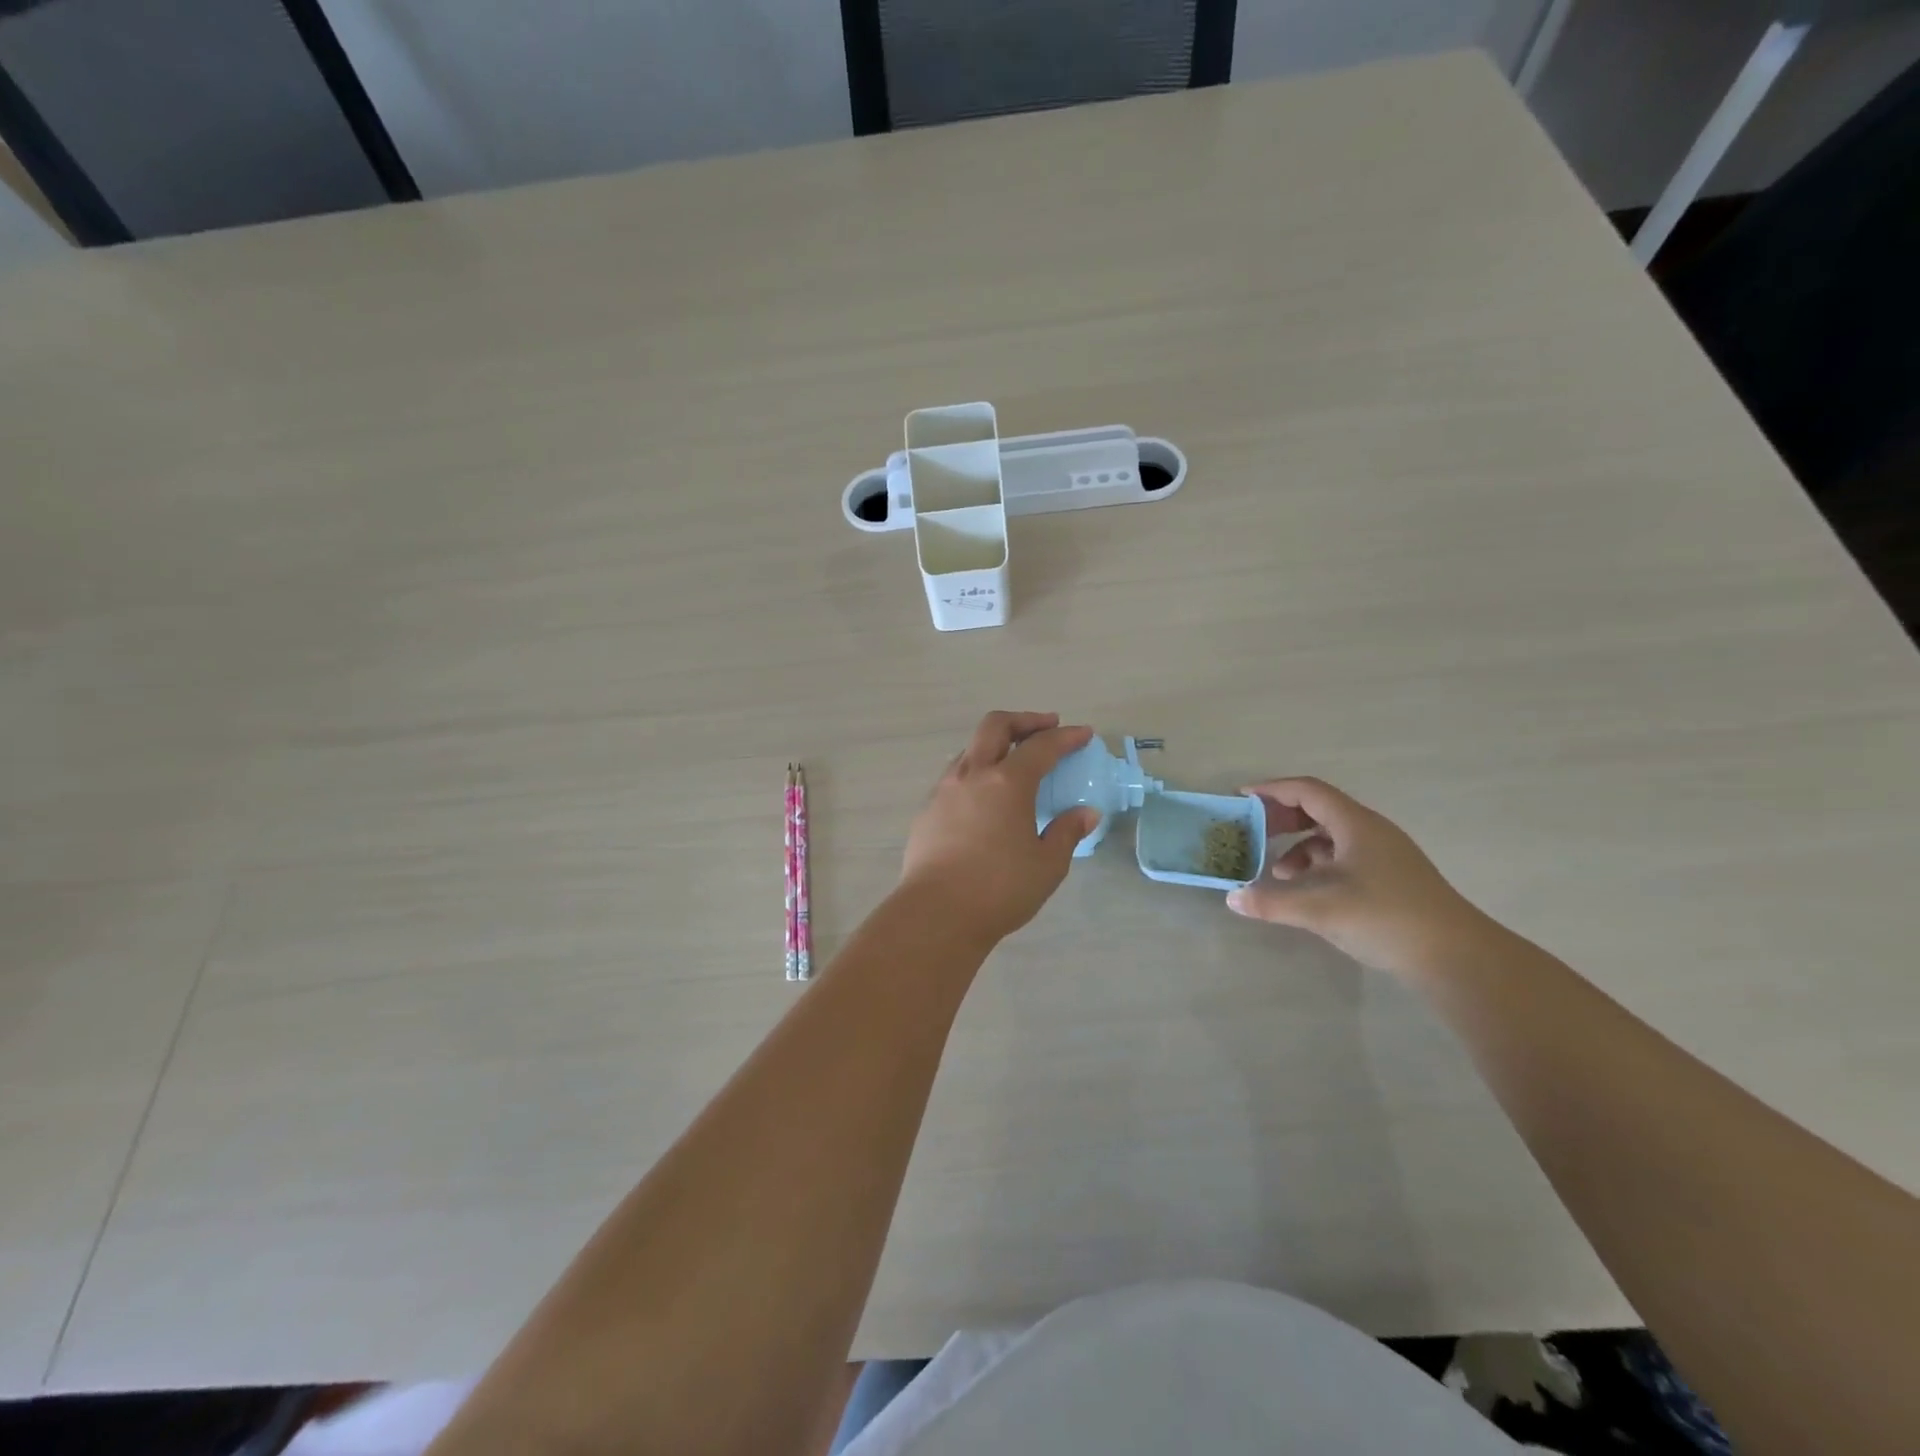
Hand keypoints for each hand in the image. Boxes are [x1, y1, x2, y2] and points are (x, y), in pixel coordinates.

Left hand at [899, 712, 1100, 945]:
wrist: (936, 913)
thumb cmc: (1000, 888)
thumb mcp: (1047, 865)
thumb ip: (1067, 832)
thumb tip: (1085, 813)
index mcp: (1007, 782)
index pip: (1041, 746)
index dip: (1065, 737)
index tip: (1083, 734)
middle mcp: (972, 775)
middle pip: (995, 726)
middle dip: (1024, 720)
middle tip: (1046, 727)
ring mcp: (944, 790)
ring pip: (970, 749)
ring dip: (995, 744)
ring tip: (1013, 761)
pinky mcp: (927, 810)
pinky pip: (954, 776)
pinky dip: (975, 772)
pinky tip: (984, 797)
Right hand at [1226, 776, 1486, 978]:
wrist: (1456, 957)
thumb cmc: (1385, 918)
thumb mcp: (1321, 909)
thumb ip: (1272, 903)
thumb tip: (1232, 898)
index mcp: (1355, 824)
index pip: (1307, 791)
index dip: (1272, 790)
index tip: (1242, 798)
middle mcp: (1370, 831)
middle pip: (1318, 809)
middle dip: (1282, 818)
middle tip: (1254, 832)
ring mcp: (1383, 854)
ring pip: (1330, 835)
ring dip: (1299, 845)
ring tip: (1277, 872)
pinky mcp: (1389, 877)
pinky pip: (1343, 856)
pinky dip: (1318, 865)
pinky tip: (1307, 890)